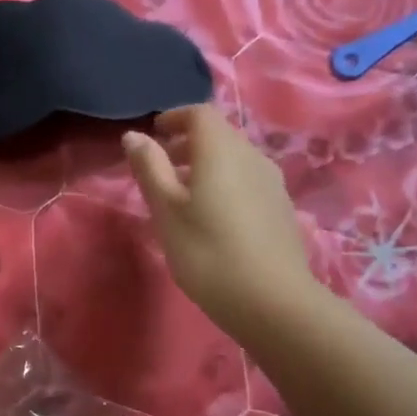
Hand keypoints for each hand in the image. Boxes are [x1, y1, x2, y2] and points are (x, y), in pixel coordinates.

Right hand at [123, 105, 320, 334]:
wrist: (272, 301)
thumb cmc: (207, 252)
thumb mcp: (166, 211)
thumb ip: (149, 169)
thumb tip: (134, 135)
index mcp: (222, 151)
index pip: (200, 114)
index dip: (175, 118)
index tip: (154, 134)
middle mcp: (252, 157)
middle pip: (219, 135)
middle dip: (188, 143)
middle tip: (161, 167)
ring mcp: (272, 183)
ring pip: (234, 159)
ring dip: (206, 165)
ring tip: (182, 195)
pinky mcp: (281, 209)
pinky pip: (247, 181)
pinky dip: (224, 184)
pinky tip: (212, 217)